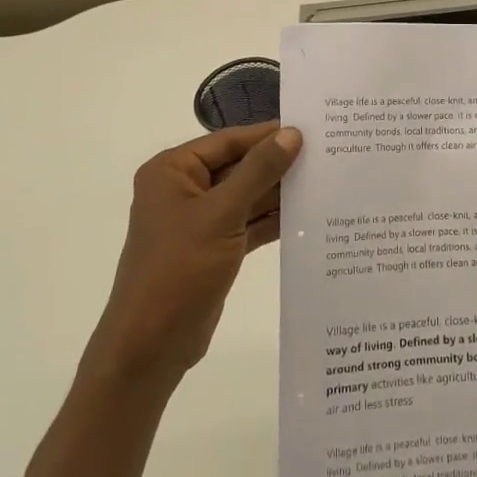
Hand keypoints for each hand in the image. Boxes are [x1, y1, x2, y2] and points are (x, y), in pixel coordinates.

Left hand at [86, 122, 302, 388]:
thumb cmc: (178, 270)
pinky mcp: (213, 248)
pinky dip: (272, 221)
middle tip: (326, 155)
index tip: (311, 129)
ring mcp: (198, 221)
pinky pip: (247, 224)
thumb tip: (292, 133)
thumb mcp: (221, 215)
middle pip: (239, 167)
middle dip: (278, 165)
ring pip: (246, 196)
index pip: (228, 141)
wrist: (149, 347)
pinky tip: (307, 216)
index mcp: (172, 170)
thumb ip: (258, 172)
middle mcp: (183, 189)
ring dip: (279, 193)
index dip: (268, 134)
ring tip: (326, 182)